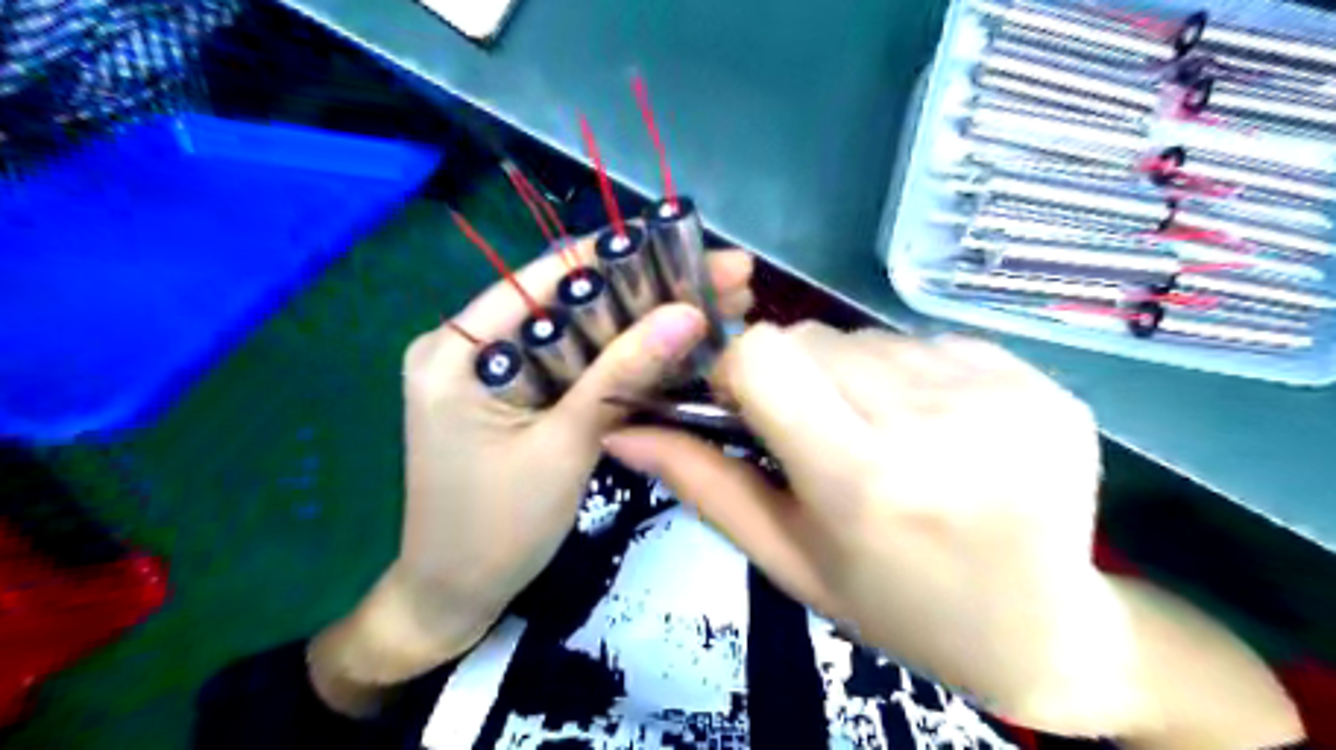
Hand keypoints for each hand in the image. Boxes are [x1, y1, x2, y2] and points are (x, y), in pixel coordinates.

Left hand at [308, 237, 755, 712]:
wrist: (455, 596)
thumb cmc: (497, 530)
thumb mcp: (565, 447)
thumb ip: (622, 375)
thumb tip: (689, 314)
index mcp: (458, 348)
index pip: (546, 278)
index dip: (621, 256)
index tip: (687, 245)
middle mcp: (470, 345)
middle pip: (570, 301)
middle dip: (647, 290)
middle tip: (721, 279)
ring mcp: (495, 370)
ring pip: (579, 332)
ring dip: (643, 322)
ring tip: (715, 303)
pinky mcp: (517, 395)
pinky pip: (575, 364)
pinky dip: (622, 358)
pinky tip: (674, 344)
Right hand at [608, 323, 1135, 731]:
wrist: (1042, 629)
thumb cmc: (895, 605)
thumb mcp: (790, 557)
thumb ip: (704, 484)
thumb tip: (623, 430)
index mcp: (865, 480)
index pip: (766, 355)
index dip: (740, 371)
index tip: (749, 408)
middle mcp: (936, 424)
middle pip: (814, 338)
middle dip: (795, 377)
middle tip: (819, 434)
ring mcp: (1002, 393)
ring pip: (868, 336)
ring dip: (854, 376)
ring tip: (883, 436)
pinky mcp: (1043, 378)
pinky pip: (929, 342)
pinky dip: (912, 375)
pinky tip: (937, 428)